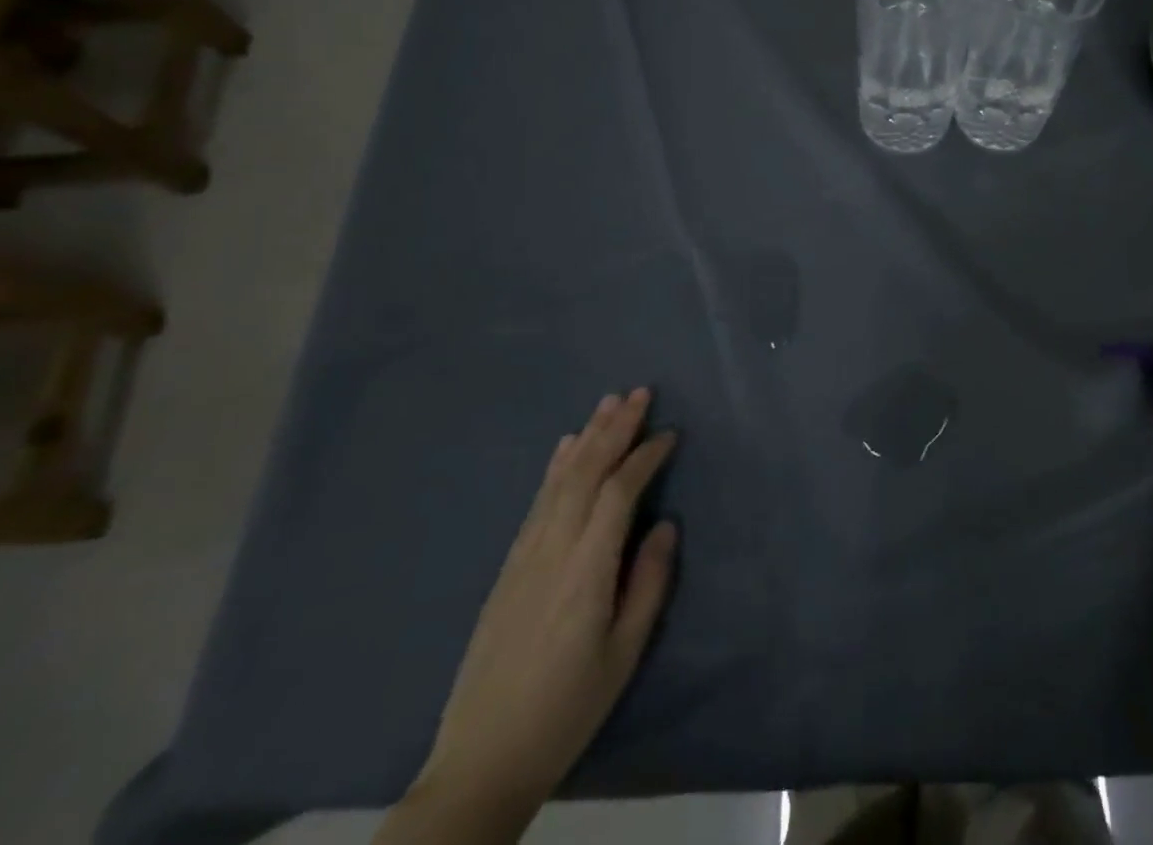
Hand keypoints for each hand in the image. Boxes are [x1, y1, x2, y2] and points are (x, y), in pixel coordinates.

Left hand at [413, 389, 677, 817]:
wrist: (482, 760)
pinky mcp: (508, 566)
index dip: (645, 457)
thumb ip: (648, 583)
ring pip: (560, 480)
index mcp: (586, 569)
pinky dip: (555, 466)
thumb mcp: (623, 653)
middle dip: (615, 428)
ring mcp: (525, 555)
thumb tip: (664, 525)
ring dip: (587, 436)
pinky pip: (537, 501)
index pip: (619, 492)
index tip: (670, 433)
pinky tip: (565, 446)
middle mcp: (552, 549)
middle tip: (641, 393)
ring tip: (609, 402)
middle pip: (586, 472)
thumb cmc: (568, 709)